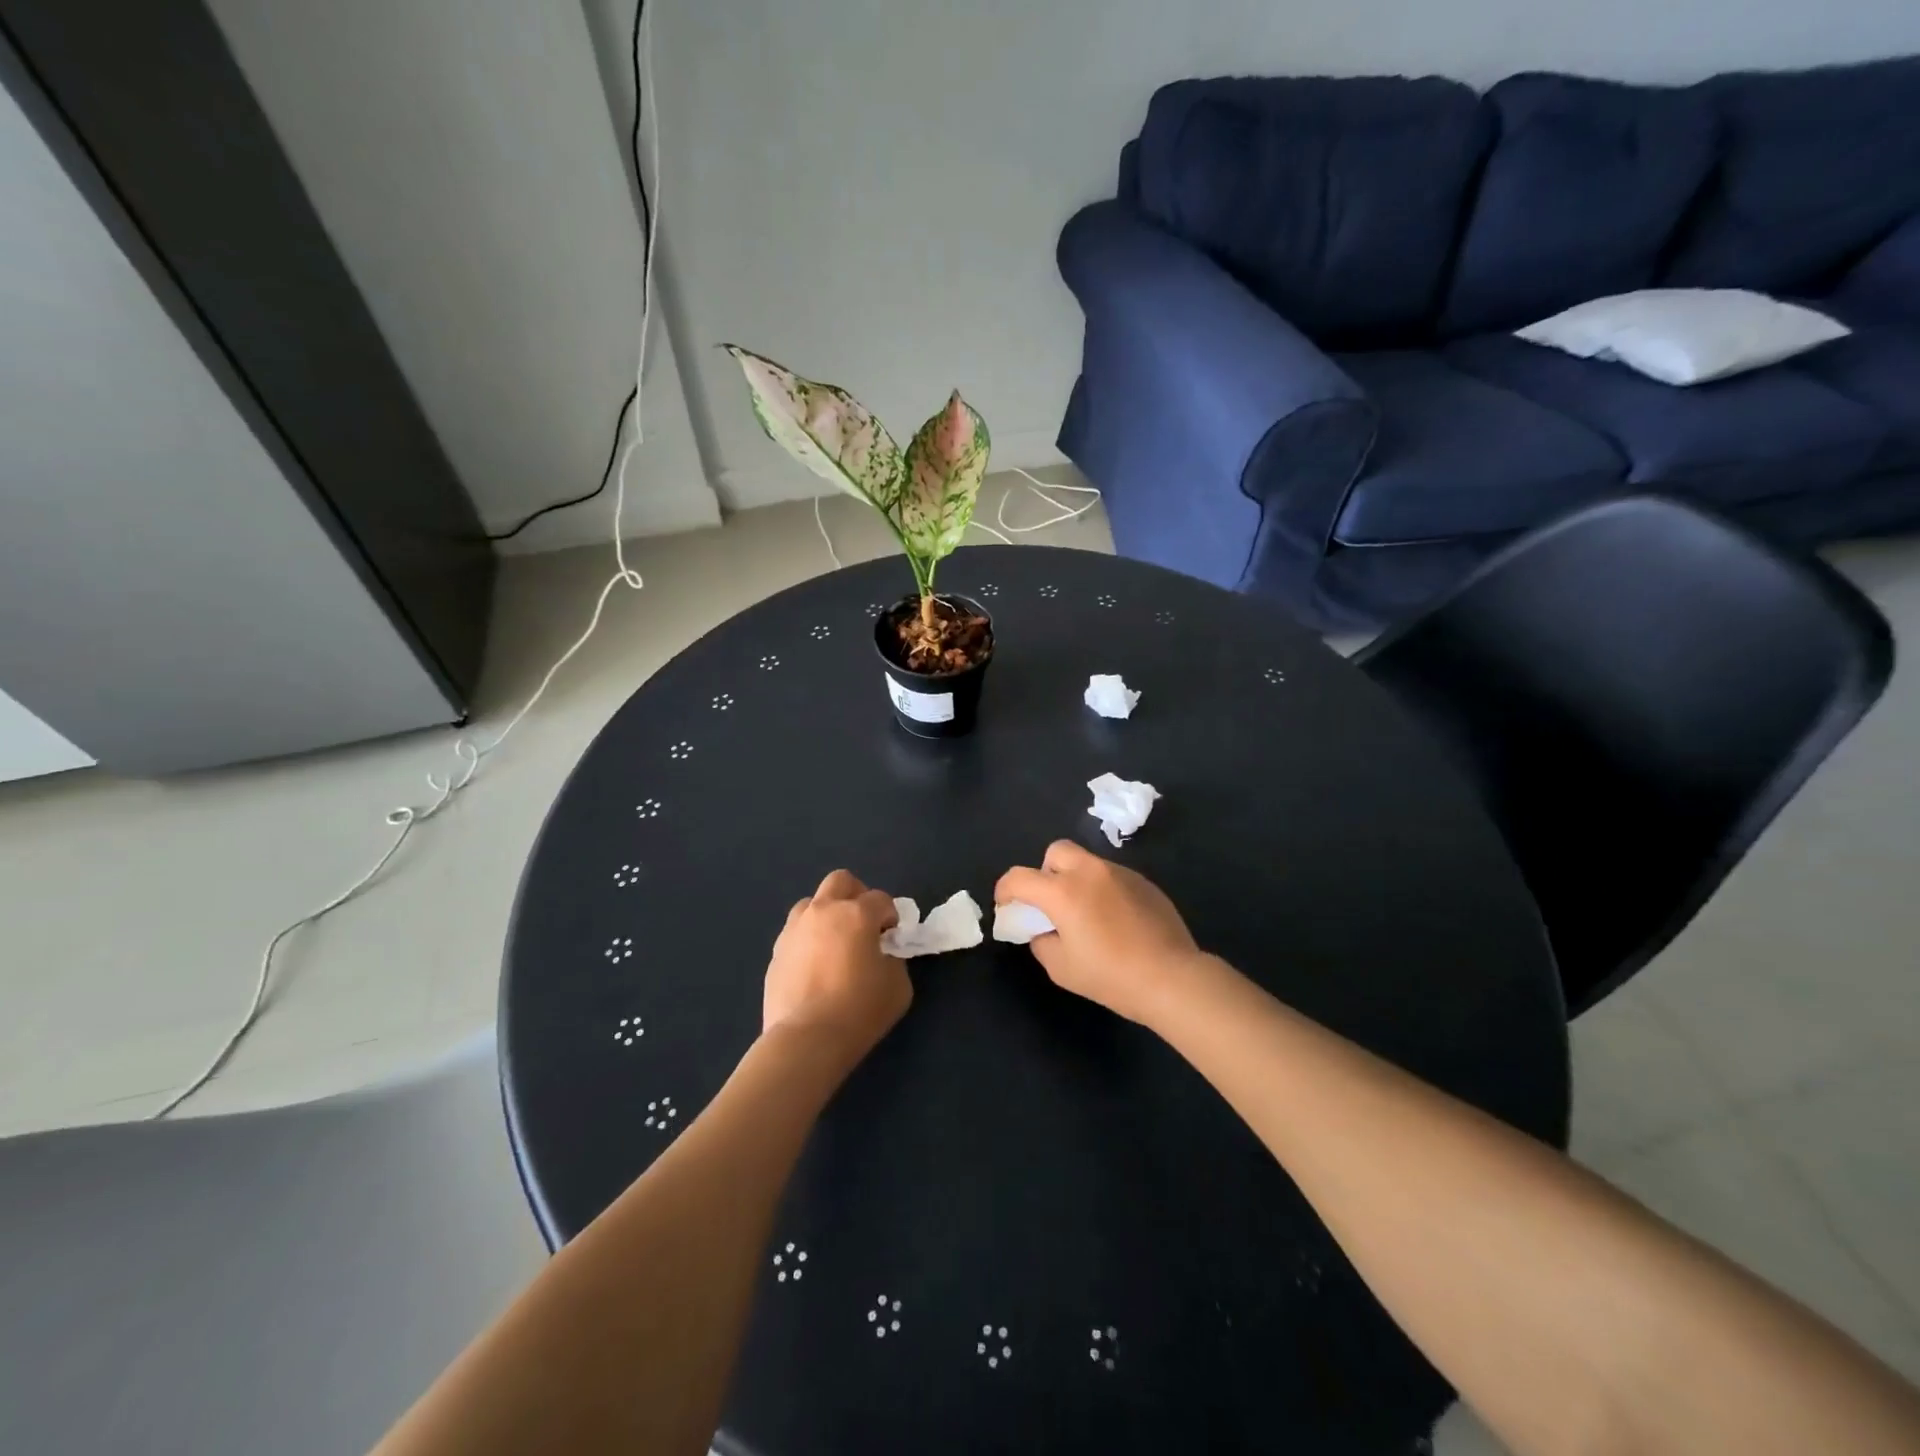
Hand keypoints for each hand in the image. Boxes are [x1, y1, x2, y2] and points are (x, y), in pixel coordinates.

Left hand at [764, 870, 910, 1065]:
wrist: (807, 1039)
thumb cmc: (859, 1010)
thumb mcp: (898, 985)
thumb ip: (894, 959)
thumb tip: (881, 954)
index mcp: (856, 914)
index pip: (881, 899)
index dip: (890, 916)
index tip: (891, 939)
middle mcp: (823, 911)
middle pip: (841, 881)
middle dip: (857, 896)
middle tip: (864, 925)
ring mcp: (794, 929)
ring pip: (812, 903)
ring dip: (827, 915)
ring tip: (835, 945)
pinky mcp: (776, 951)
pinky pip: (796, 933)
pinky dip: (809, 939)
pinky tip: (815, 967)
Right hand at [995, 841, 1211, 1026]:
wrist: (1171, 977)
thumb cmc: (1111, 976)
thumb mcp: (1061, 968)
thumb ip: (1042, 941)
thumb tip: (1044, 930)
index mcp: (1063, 891)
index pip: (1019, 877)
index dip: (1005, 890)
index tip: (1006, 906)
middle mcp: (1089, 872)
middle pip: (1056, 852)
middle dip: (1046, 872)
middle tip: (1051, 903)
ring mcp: (1120, 873)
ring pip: (1087, 862)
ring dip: (1076, 880)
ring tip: (1087, 914)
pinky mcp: (1143, 881)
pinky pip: (1112, 876)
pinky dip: (1103, 890)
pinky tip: (1115, 920)